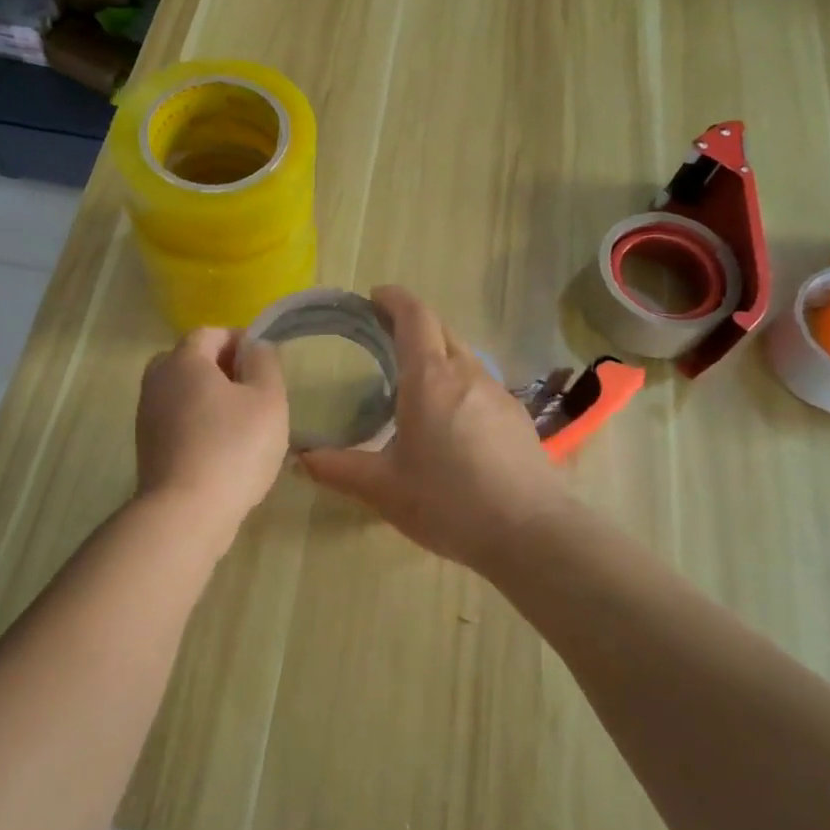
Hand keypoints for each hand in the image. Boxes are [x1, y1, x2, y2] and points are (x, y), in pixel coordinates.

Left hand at [136, 328, 289, 541]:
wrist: (185, 512)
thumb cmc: (233, 448)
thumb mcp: (268, 399)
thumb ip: (265, 362)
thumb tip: (255, 347)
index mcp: (183, 360)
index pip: (210, 332)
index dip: (239, 341)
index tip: (264, 363)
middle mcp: (157, 380)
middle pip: (191, 360)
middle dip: (222, 369)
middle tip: (253, 392)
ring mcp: (147, 415)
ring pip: (182, 392)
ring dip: (210, 399)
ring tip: (242, 424)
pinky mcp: (147, 447)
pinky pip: (176, 420)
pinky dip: (198, 424)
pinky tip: (222, 449)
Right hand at [301, 286, 569, 573]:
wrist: (529, 532)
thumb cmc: (447, 502)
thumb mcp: (383, 489)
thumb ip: (338, 469)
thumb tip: (301, 458)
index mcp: (430, 379)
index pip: (414, 317)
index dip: (394, 299)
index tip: (374, 297)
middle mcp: (467, 374)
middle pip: (441, 329)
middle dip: (412, 322)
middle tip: (383, 336)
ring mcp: (497, 393)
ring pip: (463, 355)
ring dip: (437, 353)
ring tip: (412, 379)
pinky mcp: (516, 416)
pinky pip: (480, 383)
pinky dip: (457, 381)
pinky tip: (449, 418)